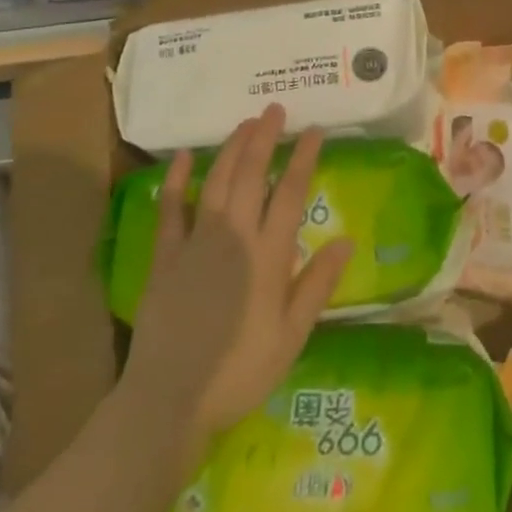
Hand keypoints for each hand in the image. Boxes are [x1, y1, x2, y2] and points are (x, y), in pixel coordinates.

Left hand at [118, 105, 351, 448]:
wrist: (169, 401)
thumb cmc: (239, 371)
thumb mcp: (292, 336)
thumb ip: (317, 285)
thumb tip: (347, 240)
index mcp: (268, 255)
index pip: (290, 193)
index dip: (303, 158)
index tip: (313, 130)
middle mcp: (233, 236)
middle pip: (251, 175)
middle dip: (264, 138)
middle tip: (274, 110)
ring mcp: (195, 243)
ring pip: (216, 182)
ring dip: (231, 148)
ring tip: (245, 123)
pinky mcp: (164, 256)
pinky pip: (170, 209)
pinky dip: (177, 180)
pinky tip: (184, 157)